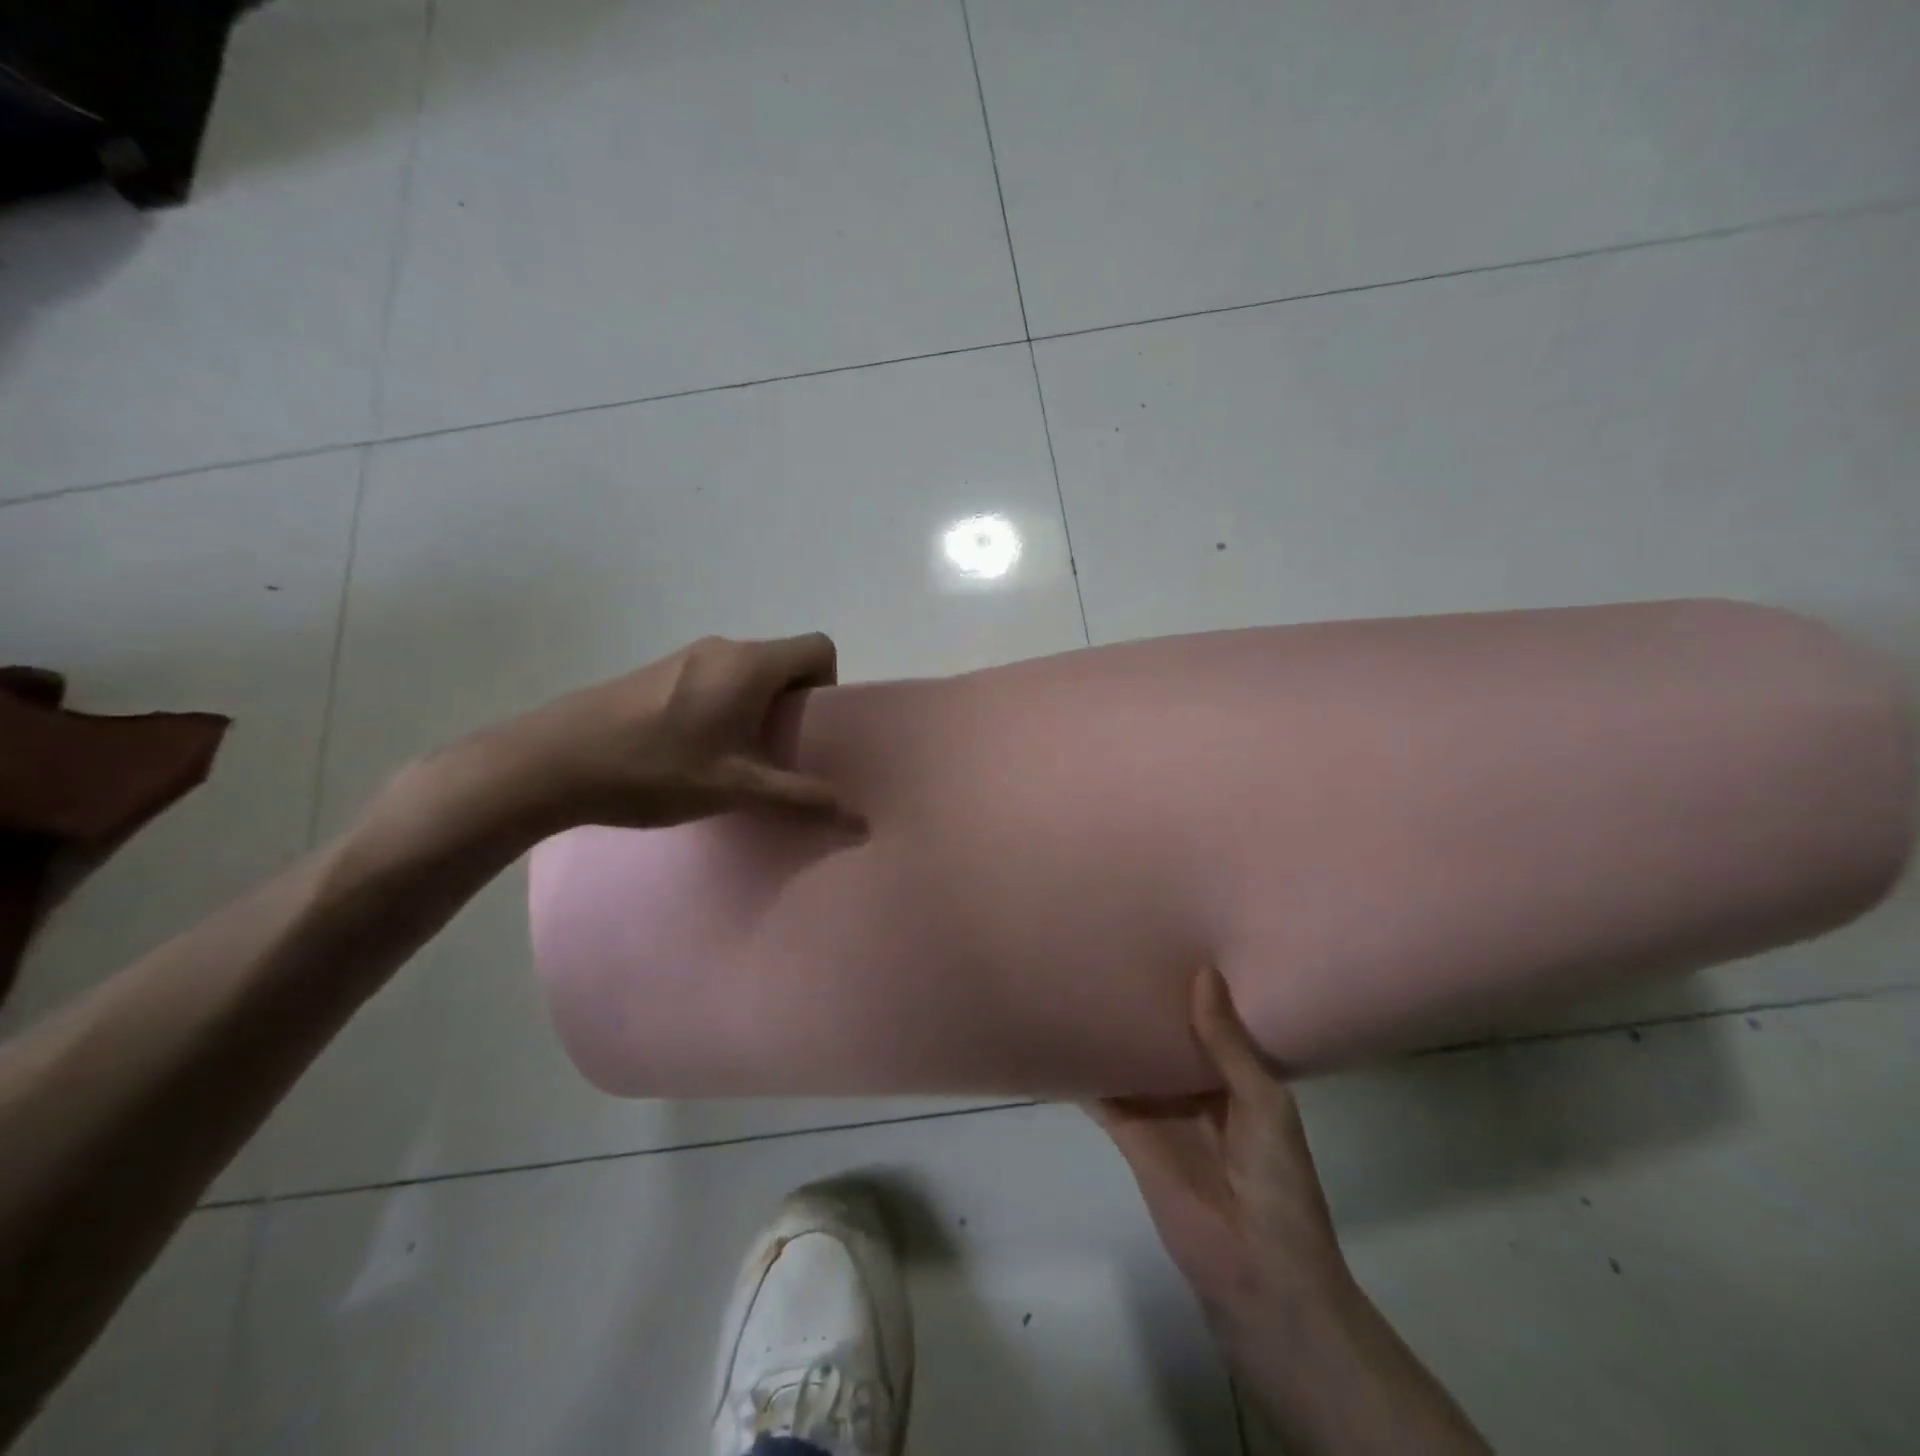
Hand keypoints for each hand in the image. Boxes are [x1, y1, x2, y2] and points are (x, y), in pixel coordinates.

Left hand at [463, 633, 858, 831]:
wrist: (554, 761)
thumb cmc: (657, 767)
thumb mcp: (737, 788)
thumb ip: (801, 799)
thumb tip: (860, 820)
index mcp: (751, 664)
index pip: (819, 648)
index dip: (829, 685)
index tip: (811, 729)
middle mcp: (723, 649)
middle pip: (784, 662)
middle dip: (794, 706)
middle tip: (781, 755)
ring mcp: (686, 657)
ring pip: (748, 674)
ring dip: (757, 710)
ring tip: (738, 761)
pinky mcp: (658, 673)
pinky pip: (715, 681)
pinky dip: (725, 709)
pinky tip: (696, 754)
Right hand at [1091, 966, 1351, 1333]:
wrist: (1257, 1272)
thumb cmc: (1276, 1181)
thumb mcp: (1263, 1102)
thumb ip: (1228, 1042)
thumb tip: (1204, 972)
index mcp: (1235, 1075)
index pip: (1208, 1019)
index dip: (1189, 986)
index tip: (1165, 938)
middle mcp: (1194, 1086)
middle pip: (1163, 1036)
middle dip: (1145, 1002)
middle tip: (1113, 947)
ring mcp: (1160, 1110)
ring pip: (1131, 1060)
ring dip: (1112, 1031)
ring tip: (1082, 977)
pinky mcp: (1131, 1134)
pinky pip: (1104, 1095)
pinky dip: (1084, 1072)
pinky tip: (1061, 1035)